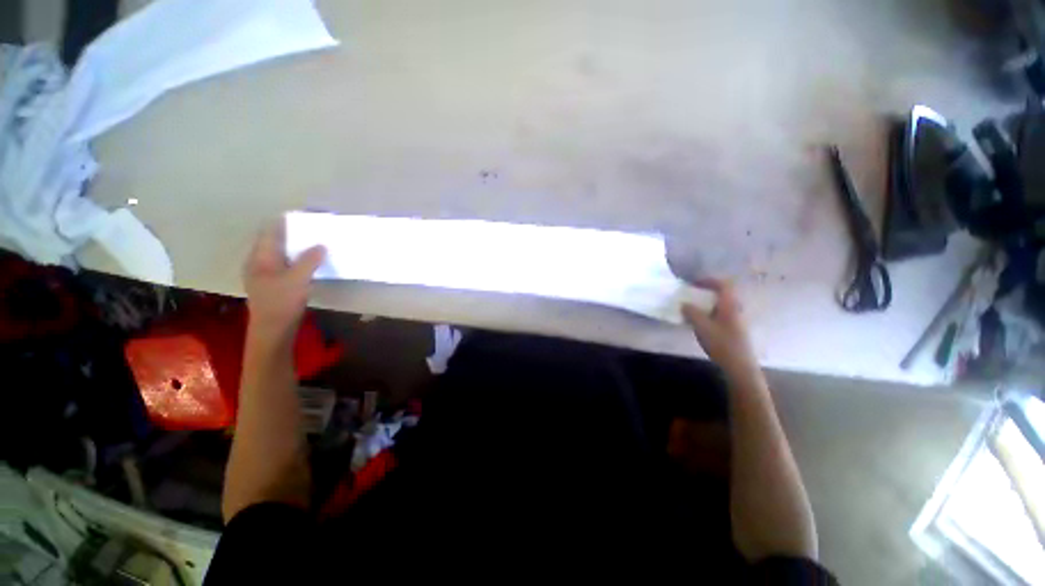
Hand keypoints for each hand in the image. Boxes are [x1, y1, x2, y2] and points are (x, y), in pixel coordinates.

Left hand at [243, 223, 325, 341]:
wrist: (273, 330)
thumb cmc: (281, 303)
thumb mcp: (297, 280)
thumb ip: (309, 260)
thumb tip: (321, 245)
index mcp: (260, 257)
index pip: (271, 230)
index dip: (287, 220)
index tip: (307, 215)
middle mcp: (260, 261)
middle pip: (276, 239)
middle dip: (295, 232)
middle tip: (316, 227)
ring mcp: (267, 272)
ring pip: (283, 252)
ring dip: (299, 245)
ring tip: (318, 240)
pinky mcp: (276, 282)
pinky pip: (288, 262)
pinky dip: (300, 257)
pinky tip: (313, 260)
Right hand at [682, 279, 758, 374]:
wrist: (739, 365)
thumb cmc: (721, 343)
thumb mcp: (701, 326)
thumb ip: (691, 312)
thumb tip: (684, 304)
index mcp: (730, 304)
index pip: (723, 284)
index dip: (708, 280)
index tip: (694, 283)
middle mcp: (736, 309)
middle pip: (724, 293)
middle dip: (708, 291)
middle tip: (693, 294)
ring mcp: (738, 319)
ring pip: (723, 304)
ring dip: (709, 303)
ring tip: (694, 308)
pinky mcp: (736, 329)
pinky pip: (723, 313)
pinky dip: (712, 312)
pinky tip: (702, 322)